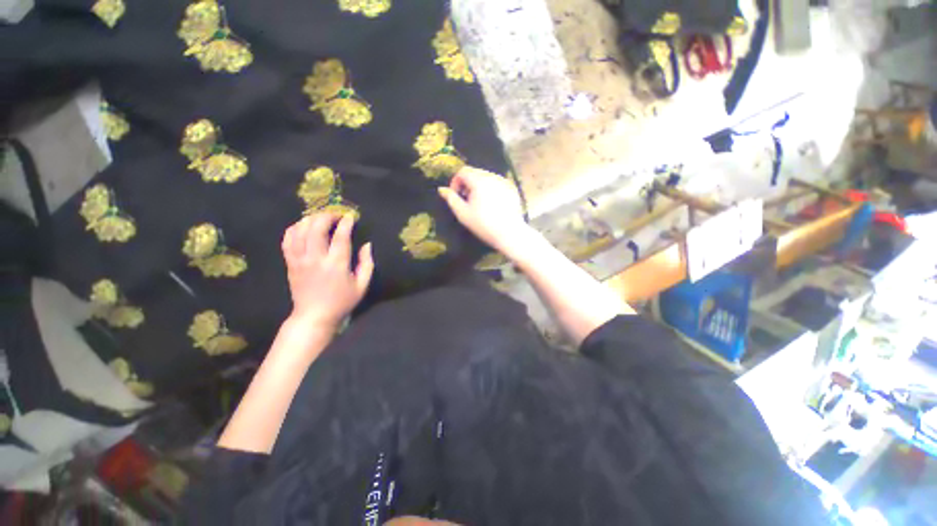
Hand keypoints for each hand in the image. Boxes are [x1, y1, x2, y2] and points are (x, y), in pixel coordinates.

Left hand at [281, 213, 373, 331]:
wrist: (314, 316)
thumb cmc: (342, 301)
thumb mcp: (362, 285)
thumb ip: (367, 263)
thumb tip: (367, 244)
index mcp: (336, 264)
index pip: (340, 236)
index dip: (345, 223)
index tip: (350, 216)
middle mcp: (316, 259)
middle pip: (316, 228)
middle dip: (326, 216)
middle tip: (335, 215)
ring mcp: (300, 260)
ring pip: (299, 231)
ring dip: (310, 219)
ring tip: (320, 218)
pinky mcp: (290, 263)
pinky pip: (287, 240)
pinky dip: (294, 229)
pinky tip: (303, 226)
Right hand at [437, 166, 533, 254]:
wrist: (510, 234)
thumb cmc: (484, 225)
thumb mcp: (463, 213)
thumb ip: (451, 199)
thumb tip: (442, 189)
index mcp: (479, 180)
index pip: (463, 171)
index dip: (456, 181)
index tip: (456, 196)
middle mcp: (492, 176)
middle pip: (475, 172)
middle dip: (467, 184)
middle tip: (466, 201)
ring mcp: (504, 182)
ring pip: (486, 177)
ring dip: (478, 186)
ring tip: (478, 203)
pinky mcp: (512, 189)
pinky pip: (497, 183)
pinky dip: (490, 189)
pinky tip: (492, 205)